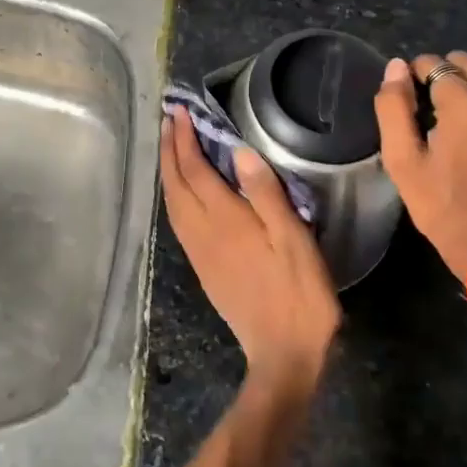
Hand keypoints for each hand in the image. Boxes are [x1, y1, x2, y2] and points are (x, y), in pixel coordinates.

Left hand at [160, 108, 340, 385]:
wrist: (282, 354)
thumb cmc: (299, 294)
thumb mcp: (294, 240)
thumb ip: (266, 194)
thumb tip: (239, 151)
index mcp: (225, 220)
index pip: (194, 169)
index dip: (184, 139)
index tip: (178, 112)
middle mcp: (203, 233)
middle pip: (175, 184)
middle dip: (168, 150)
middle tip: (167, 121)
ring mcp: (200, 253)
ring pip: (172, 204)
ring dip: (168, 172)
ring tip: (169, 149)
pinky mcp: (203, 269)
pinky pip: (178, 223)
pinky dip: (174, 197)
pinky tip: (181, 195)